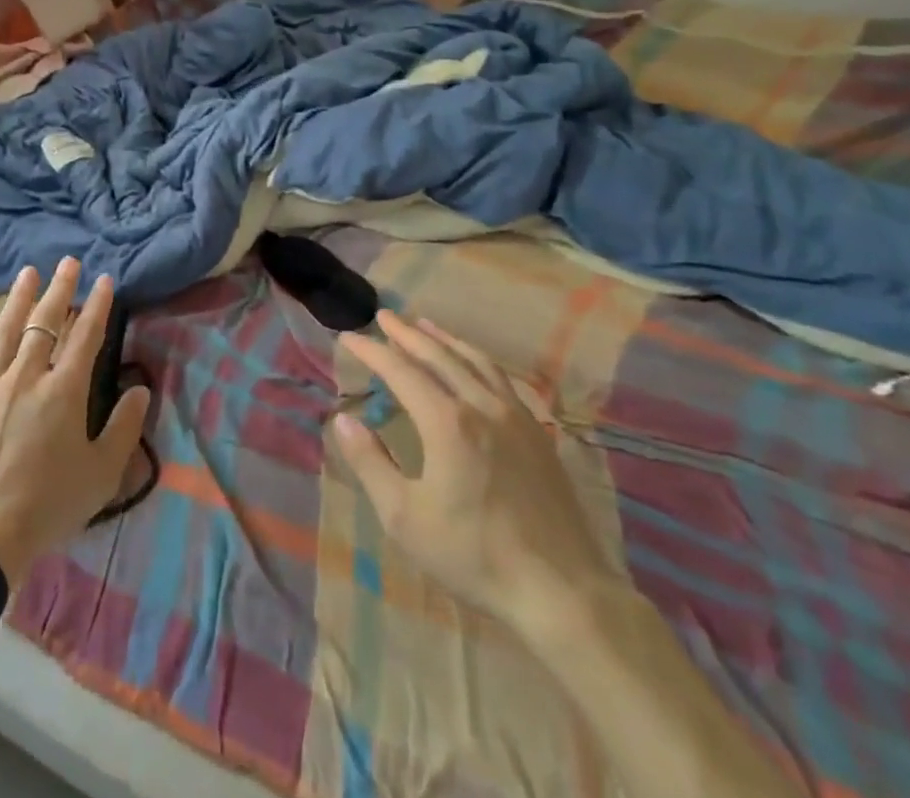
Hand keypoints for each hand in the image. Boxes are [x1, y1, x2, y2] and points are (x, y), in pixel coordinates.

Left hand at [0, 258, 150, 585]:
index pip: (86, 336)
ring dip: (18, 299)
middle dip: (60, 290)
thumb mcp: (101, 474)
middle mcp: (27, 376)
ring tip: (27, 273)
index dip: (97, 305)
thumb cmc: (48, 506)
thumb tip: (140, 390)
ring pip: (6, 331)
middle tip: (68, 262)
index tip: (104, 280)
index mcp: (64, 391)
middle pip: (45, 323)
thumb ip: (124, 428)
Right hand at [333, 309, 614, 635]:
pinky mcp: (540, 435)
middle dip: (407, 334)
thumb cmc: (475, 556)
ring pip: (476, 362)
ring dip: (445, 340)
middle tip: (384, 316)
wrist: (564, 594)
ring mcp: (517, 418)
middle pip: (439, 356)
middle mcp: (482, 406)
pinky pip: (504, 380)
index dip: (372, 351)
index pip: (401, 371)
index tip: (348, 337)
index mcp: (447, 422)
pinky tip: (477, 365)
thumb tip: (344, 420)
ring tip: (425, 325)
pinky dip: (480, 361)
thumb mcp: (405, 519)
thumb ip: (371, 463)